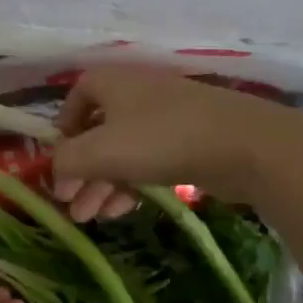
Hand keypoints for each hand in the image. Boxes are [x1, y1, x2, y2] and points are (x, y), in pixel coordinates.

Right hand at [51, 66, 280, 220]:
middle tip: (69, 204)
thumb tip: (56, 172)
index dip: (63, 126)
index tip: (58, 159)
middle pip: (97, 132)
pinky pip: (148, 162)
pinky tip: (120, 212)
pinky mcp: (190, 142)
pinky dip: (130, 185)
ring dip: (101, 184)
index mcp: (113, 83)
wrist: (245, 146)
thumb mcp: (99, 152)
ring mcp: (166, 118)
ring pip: (122, 152)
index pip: (77, 95)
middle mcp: (137, 94)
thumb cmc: (161, 139)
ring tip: (89, 218)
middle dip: (80, 170)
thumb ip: (66, 161)